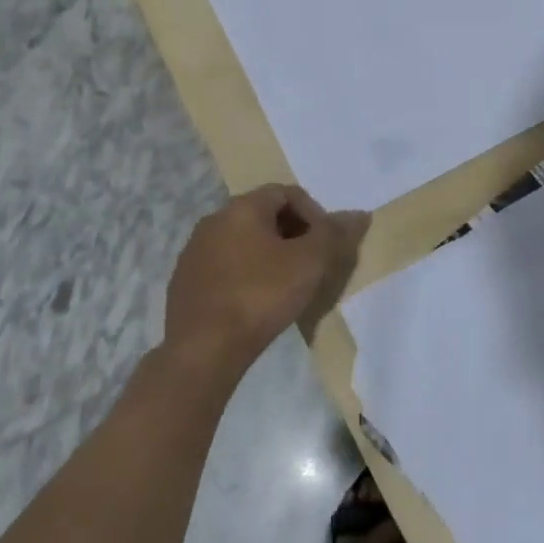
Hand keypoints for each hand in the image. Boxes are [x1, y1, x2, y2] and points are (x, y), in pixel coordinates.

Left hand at [165, 185, 370, 372]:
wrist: (203, 349)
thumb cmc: (261, 296)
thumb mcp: (310, 262)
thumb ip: (335, 233)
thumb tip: (359, 214)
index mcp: (242, 207)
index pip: (286, 192)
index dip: (314, 213)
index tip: (325, 243)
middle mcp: (213, 220)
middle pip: (263, 214)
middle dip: (293, 233)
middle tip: (310, 262)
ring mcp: (194, 251)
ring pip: (242, 241)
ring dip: (268, 253)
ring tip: (286, 283)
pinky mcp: (184, 281)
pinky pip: (224, 265)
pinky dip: (245, 273)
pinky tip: (256, 301)